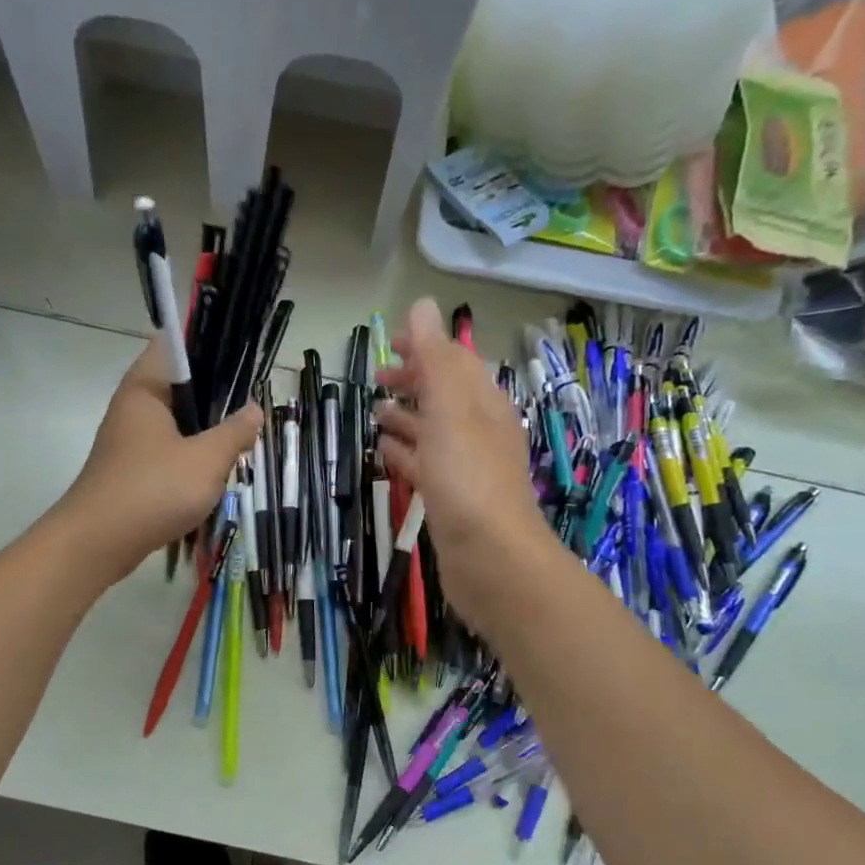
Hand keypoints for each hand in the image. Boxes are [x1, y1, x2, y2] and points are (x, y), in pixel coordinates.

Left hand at [60, 342, 261, 584]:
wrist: (98, 543)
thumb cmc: (154, 489)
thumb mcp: (207, 460)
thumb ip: (234, 432)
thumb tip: (254, 409)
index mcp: (145, 388)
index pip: (173, 346)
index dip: (207, 346)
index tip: (240, 361)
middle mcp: (132, 407)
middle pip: (178, 387)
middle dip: (214, 397)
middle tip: (248, 409)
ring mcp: (127, 441)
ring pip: (174, 424)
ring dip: (203, 433)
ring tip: (236, 443)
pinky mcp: (129, 470)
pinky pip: (165, 453)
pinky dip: (188, 459)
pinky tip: (210, 476)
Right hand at [375, 299, 551, 635]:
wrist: (491, 559)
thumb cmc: (468, 478)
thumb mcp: (449, 409)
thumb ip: (434, 358)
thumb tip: (423, 305)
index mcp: (483, 404)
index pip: (455, 362)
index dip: (425, 349)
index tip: (391, 345)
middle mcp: (478, 431)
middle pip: (444, 396)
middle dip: (413, 383)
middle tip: (376, 380)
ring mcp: (465, 468)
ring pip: (432, 432)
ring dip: (406, 418)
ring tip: (374, 413)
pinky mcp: (450, 500)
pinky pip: (424, 465)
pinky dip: (405, 452)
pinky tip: (384, 452)